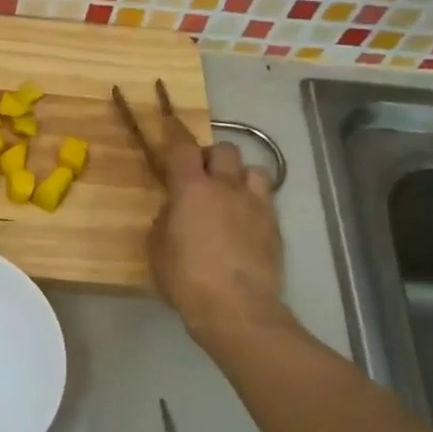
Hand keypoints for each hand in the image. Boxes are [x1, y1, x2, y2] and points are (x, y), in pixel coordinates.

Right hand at [148, 114, 288, 344]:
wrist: (236, 309)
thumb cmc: (186, 280)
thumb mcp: (157, 250)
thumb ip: (164, 222)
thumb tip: (174, 211)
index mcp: (191, 190)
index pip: (182, 147)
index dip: (175, 132)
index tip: (169, 122)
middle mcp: (226, 187)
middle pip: (223, 150)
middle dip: (210, 156)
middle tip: (199, 174)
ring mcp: (256, 204)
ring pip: (252, 169)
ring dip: (237, 175)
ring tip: (228, 193)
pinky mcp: (274, 225)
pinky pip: (265, 197)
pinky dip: (252, 199)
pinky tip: (244, 219)